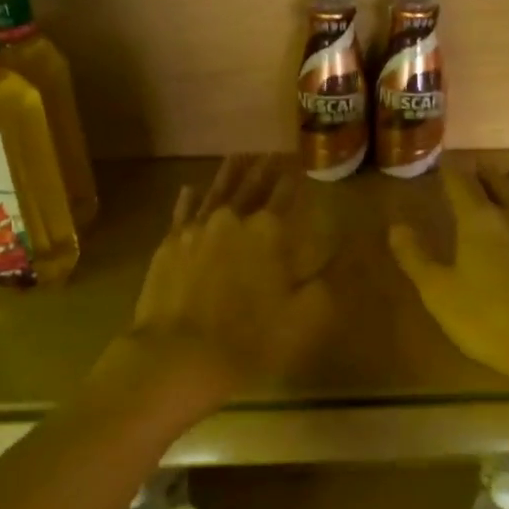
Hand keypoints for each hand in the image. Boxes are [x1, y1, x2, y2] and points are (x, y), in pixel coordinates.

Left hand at [117, 155, 334, 394]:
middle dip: (265, 168)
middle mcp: (232, 219)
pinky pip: (181, 213)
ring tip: (240, 156)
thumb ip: (324, 279)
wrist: (179, 356)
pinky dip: (188, 199)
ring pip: (216, 191)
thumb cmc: (251, 340)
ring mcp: (195, 230)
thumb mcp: (305, 315)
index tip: (300, 163)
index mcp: (269, 232)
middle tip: (273, 151)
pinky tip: (190, 188)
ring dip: (230, 173)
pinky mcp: (169, 246)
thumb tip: (339, 251)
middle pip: (252, 186)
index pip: (286, 196)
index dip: (295, 180)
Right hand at [389, 162, 508, 390]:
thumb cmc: (492, 322)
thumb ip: (416, 258)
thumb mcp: (441, 295)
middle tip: (472, 170)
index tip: (442, 163)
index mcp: (479, 220)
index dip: (449, 171)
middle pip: (497, 179)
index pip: (460, 183)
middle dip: (481, 172)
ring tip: (506, 178)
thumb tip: (396, 226)